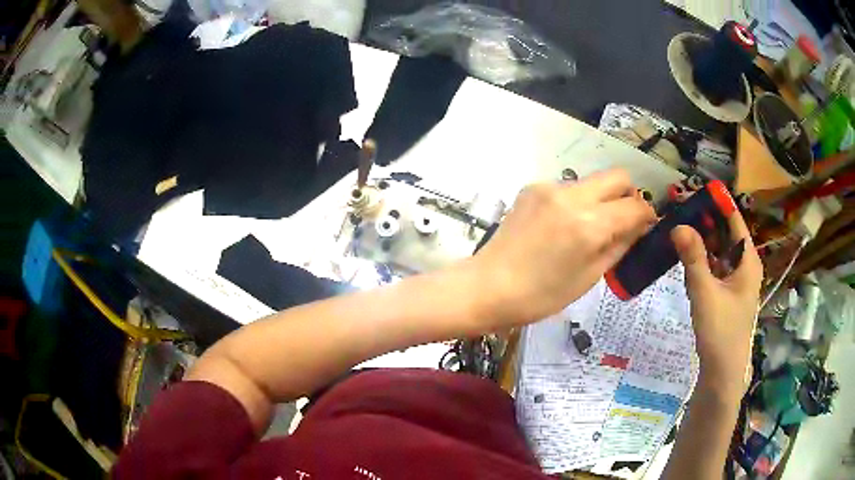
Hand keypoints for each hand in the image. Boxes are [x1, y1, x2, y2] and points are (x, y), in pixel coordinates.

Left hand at [472, 169, 655, 325]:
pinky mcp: (532, 187)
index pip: (635, 206)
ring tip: (589, 228)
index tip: (647, 226)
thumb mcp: (590, 276)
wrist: (488, 286)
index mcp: (589, 224)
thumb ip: (620, 244)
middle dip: (628, 195)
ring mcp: (549, 187)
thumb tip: (639, 225)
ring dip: (600, 199)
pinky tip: (562, 225)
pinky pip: (568, 187)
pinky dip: (576, 202)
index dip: (647, 215)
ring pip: (592, 181)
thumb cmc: (541, 295)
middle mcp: (572, 195)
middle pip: (617, 176)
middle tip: (624, 220)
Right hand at [671, 212, 762, 402]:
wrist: (721, 372)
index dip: (719, 204)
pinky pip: (715, 267)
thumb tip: (678, 225)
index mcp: (748, 261)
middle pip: (727, 234)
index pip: (735, 221)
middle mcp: (744, 266)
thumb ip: (693, 258)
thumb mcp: (705, 293)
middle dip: (707, 220)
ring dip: (703, 239)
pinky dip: (703, 258)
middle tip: (682, 208)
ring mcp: (736, 281)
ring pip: (720, 251)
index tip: (698, 189)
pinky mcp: (726, 294)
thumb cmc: (720, 331)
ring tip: (681, 225)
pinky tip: (687, 254)